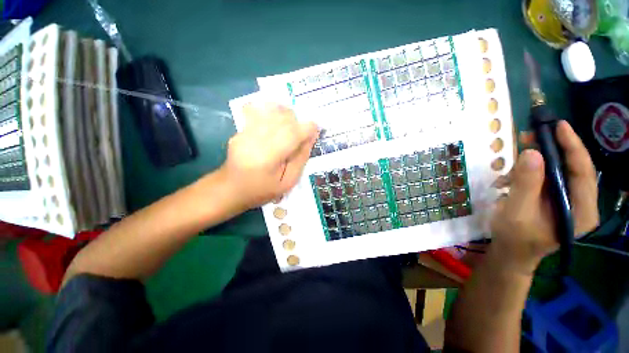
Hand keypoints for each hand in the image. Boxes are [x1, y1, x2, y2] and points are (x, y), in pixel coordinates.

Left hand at [220, 103, 317, 210]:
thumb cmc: (261, 191)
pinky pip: (260, 111)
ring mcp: (245, 132)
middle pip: (283, 118)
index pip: (293, 133)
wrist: (229, 189)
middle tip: (302, 135)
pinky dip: (274, 113)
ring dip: (287, 116)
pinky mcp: (241, 129)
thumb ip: (300, 159)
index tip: (316, 130)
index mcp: (269, 157)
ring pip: (272, 111)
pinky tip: (277, 125)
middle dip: (298, 122)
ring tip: (290, 130)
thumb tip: (311, 137)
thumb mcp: (288, 182)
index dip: (308, 128)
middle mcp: (255, 139)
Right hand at [489, 121, 598, 274]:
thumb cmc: (515, 237)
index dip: (573, 147)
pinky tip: (511, 179)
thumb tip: (531, 152)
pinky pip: (547, 178)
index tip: (559, 126)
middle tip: (530, 136)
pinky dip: (530, 173)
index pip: (583, 172)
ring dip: (536, 164)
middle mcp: (581, 203)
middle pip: (573, 168)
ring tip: (512, 167)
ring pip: (558, 171)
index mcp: (581, 211)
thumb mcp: (516, 211)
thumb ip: (526, 184)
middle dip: (552, 151)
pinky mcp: (556, 199)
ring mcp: (569, 201)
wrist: (512, 252)